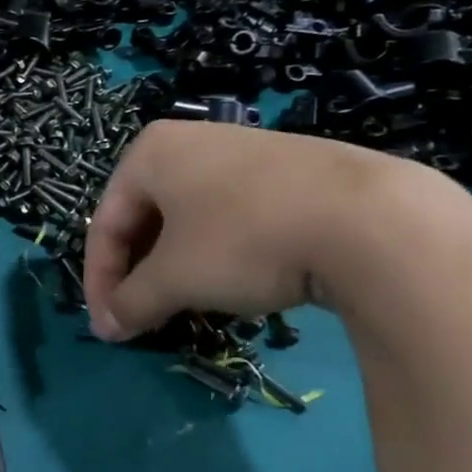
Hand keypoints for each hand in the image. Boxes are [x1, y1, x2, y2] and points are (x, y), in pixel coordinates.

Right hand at [83, 120, 465, 340]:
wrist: (371, 220)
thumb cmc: (244, 238)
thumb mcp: (175, 278)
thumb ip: (131, 303)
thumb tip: (107, 329)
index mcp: (150, 153)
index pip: (107, 224)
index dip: (100, 282)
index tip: (108, 328)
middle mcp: (190, 142)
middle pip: (144, 219)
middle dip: (138, 274)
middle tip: (142, 317)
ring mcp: (243, 152)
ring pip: (187, 219)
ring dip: (175, 267)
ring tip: (184, 305)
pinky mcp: (287, 172)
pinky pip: (230, 215)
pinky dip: (217, 253)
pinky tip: (233, 282)